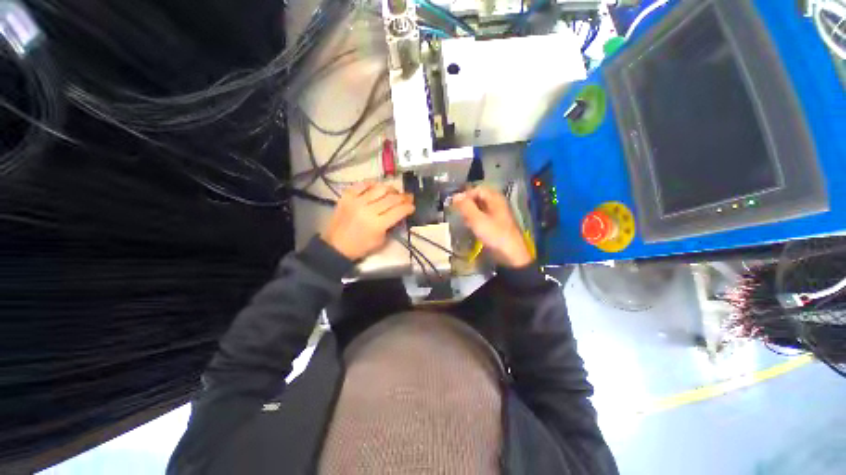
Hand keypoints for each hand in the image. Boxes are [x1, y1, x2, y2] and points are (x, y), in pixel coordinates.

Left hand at [322, 182, 414, 259]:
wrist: (336, 245)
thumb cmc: (361, 246)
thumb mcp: (381, 241)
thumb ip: (391, 226)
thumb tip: (400, 213)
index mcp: (377, 224)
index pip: (398, 211)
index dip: (408, 207)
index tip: (412, 206)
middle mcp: (368, 210)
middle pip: (391, 198)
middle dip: (404, 197)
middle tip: (408, 197)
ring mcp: (356, 201)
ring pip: (380, 188)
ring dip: (391, 189)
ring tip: (394, 192)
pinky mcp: (347, 196)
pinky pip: (363, 184)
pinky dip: (372, 184)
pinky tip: (377, 187)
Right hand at [453, 186, 532, 267]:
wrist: (510, 255)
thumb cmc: (494, 235)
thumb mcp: (477, 220)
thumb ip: (466, 207)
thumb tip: (455, 196)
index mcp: (495, 199)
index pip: (477, 189)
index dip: (465, 195)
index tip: (455, 204)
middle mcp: (497, 203)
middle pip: (478, 198)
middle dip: (467, 204)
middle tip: (458, 213)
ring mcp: (497, 214)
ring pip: (479, 208)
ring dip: (470, 212)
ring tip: (463, 220)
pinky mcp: (495, 224)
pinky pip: (482, 217)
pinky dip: (474, 220)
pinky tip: (470, 227)